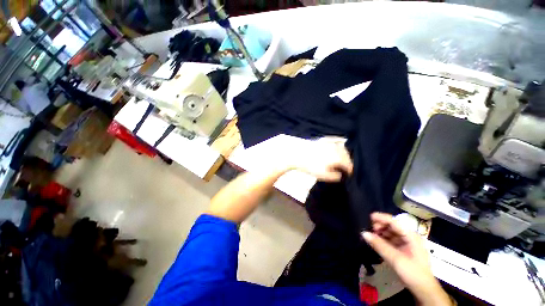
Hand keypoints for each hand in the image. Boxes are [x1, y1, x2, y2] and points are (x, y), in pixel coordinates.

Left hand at [288, 136, 352, 181]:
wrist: (297, 155)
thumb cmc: (310, 166)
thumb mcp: (322, 175)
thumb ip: (334, 176)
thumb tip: (340, 175)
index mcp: (337, 158)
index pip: (348, 164)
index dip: (350, 170)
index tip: (349, 174)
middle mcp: (335, 149)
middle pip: (346, 155)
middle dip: (348, 161)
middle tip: (347, 167)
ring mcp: (329, 143)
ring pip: (341, 147)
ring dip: (344, 153)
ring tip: (343, 158)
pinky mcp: (322, 140)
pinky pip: (334, 140)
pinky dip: (339, 143)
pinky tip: (339, 144)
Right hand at [362, 213, 451, 305]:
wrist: (423, 290)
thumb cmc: (412, 272)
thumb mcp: (395, 259)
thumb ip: (379, 245)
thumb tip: (363, 233)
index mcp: (411, 236)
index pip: (394, 222)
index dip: (382, 218)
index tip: (369, 217)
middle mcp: (409, 237)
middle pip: (392, 226)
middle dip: (380, 226)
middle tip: (370, 231)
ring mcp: (407, 243)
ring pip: (391, 233)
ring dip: (380, 233)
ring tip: (371, 237)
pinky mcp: (403, 249)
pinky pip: (391, 240)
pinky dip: (383, 240)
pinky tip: (377, 243)